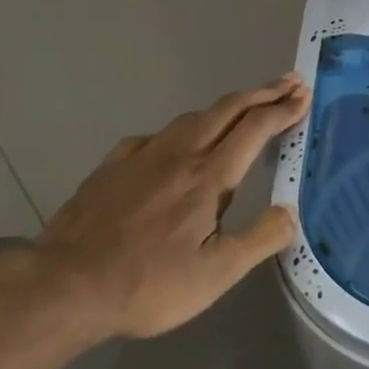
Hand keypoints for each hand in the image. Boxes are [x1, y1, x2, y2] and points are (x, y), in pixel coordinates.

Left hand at [22, 73, 311, 341]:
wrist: (65, 286)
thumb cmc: (148, 283)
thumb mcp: (216, 274)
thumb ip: (260, 239)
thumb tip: (290, 212)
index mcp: (209, 176)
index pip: (255, 128)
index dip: (283, 109)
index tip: (303, 96)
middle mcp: (179, 154)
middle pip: (228, 108)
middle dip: (262, 92)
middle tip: (288, 82)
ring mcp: (142, 155)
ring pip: (192, 117)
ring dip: (226, 107)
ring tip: (243, 109)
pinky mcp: (113, 165)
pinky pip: (157, 135)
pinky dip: (182, 130)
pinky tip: (176, 145)